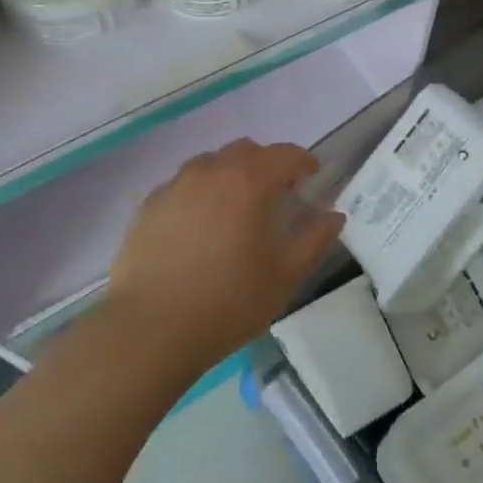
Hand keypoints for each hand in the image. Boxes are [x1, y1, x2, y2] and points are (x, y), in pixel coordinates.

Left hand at [104, 139, 344, 372]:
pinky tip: (201, 225)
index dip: (304, 162)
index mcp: (249, 182)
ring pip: (212, 163)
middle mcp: (211, 172)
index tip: (313, 178)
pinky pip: (183, 184)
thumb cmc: (228, 303)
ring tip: (237, 207)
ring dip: (232, 173)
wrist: (149, 331)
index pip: (285, 154)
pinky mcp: (148, 206)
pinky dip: (201, 192)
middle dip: (268, 164)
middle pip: (247, 151)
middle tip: (278, 193)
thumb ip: (314, 239)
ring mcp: (175, 186)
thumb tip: (334, 215)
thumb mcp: (285, 276)